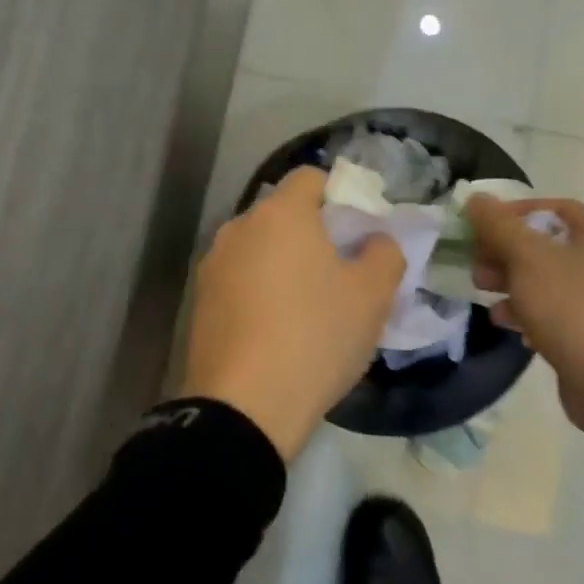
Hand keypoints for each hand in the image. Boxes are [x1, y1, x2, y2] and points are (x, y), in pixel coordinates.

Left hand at [182, 167, 405, 459]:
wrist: (244, 406)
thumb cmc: (316, 336)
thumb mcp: (372, 296)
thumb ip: (384, 253)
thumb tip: (376, 240)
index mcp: (281, 213)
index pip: (310, 177)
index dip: (338, 195)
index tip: (356, 231)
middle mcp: (240, 226)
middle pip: (282, 213)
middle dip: (310, 233)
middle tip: (339, 271)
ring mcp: (213, 263)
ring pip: (258, 248)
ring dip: (281, 263)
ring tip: (306, 306)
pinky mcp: (199, 300)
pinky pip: (238, 280)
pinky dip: (257, 291)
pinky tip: (274, 330)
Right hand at [466, 195, 583, 437]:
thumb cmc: (574, 309)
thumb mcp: (527, 259)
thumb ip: (498, 225)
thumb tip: (476, 199)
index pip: (553, 208)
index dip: (513, 212)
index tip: (482, 226)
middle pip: (547, 244)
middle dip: (505, 251)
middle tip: (477, 263)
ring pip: (549, 278)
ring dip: (512, 281)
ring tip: (482, 292)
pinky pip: (559, 310)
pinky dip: (530, 310)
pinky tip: (506, 322)